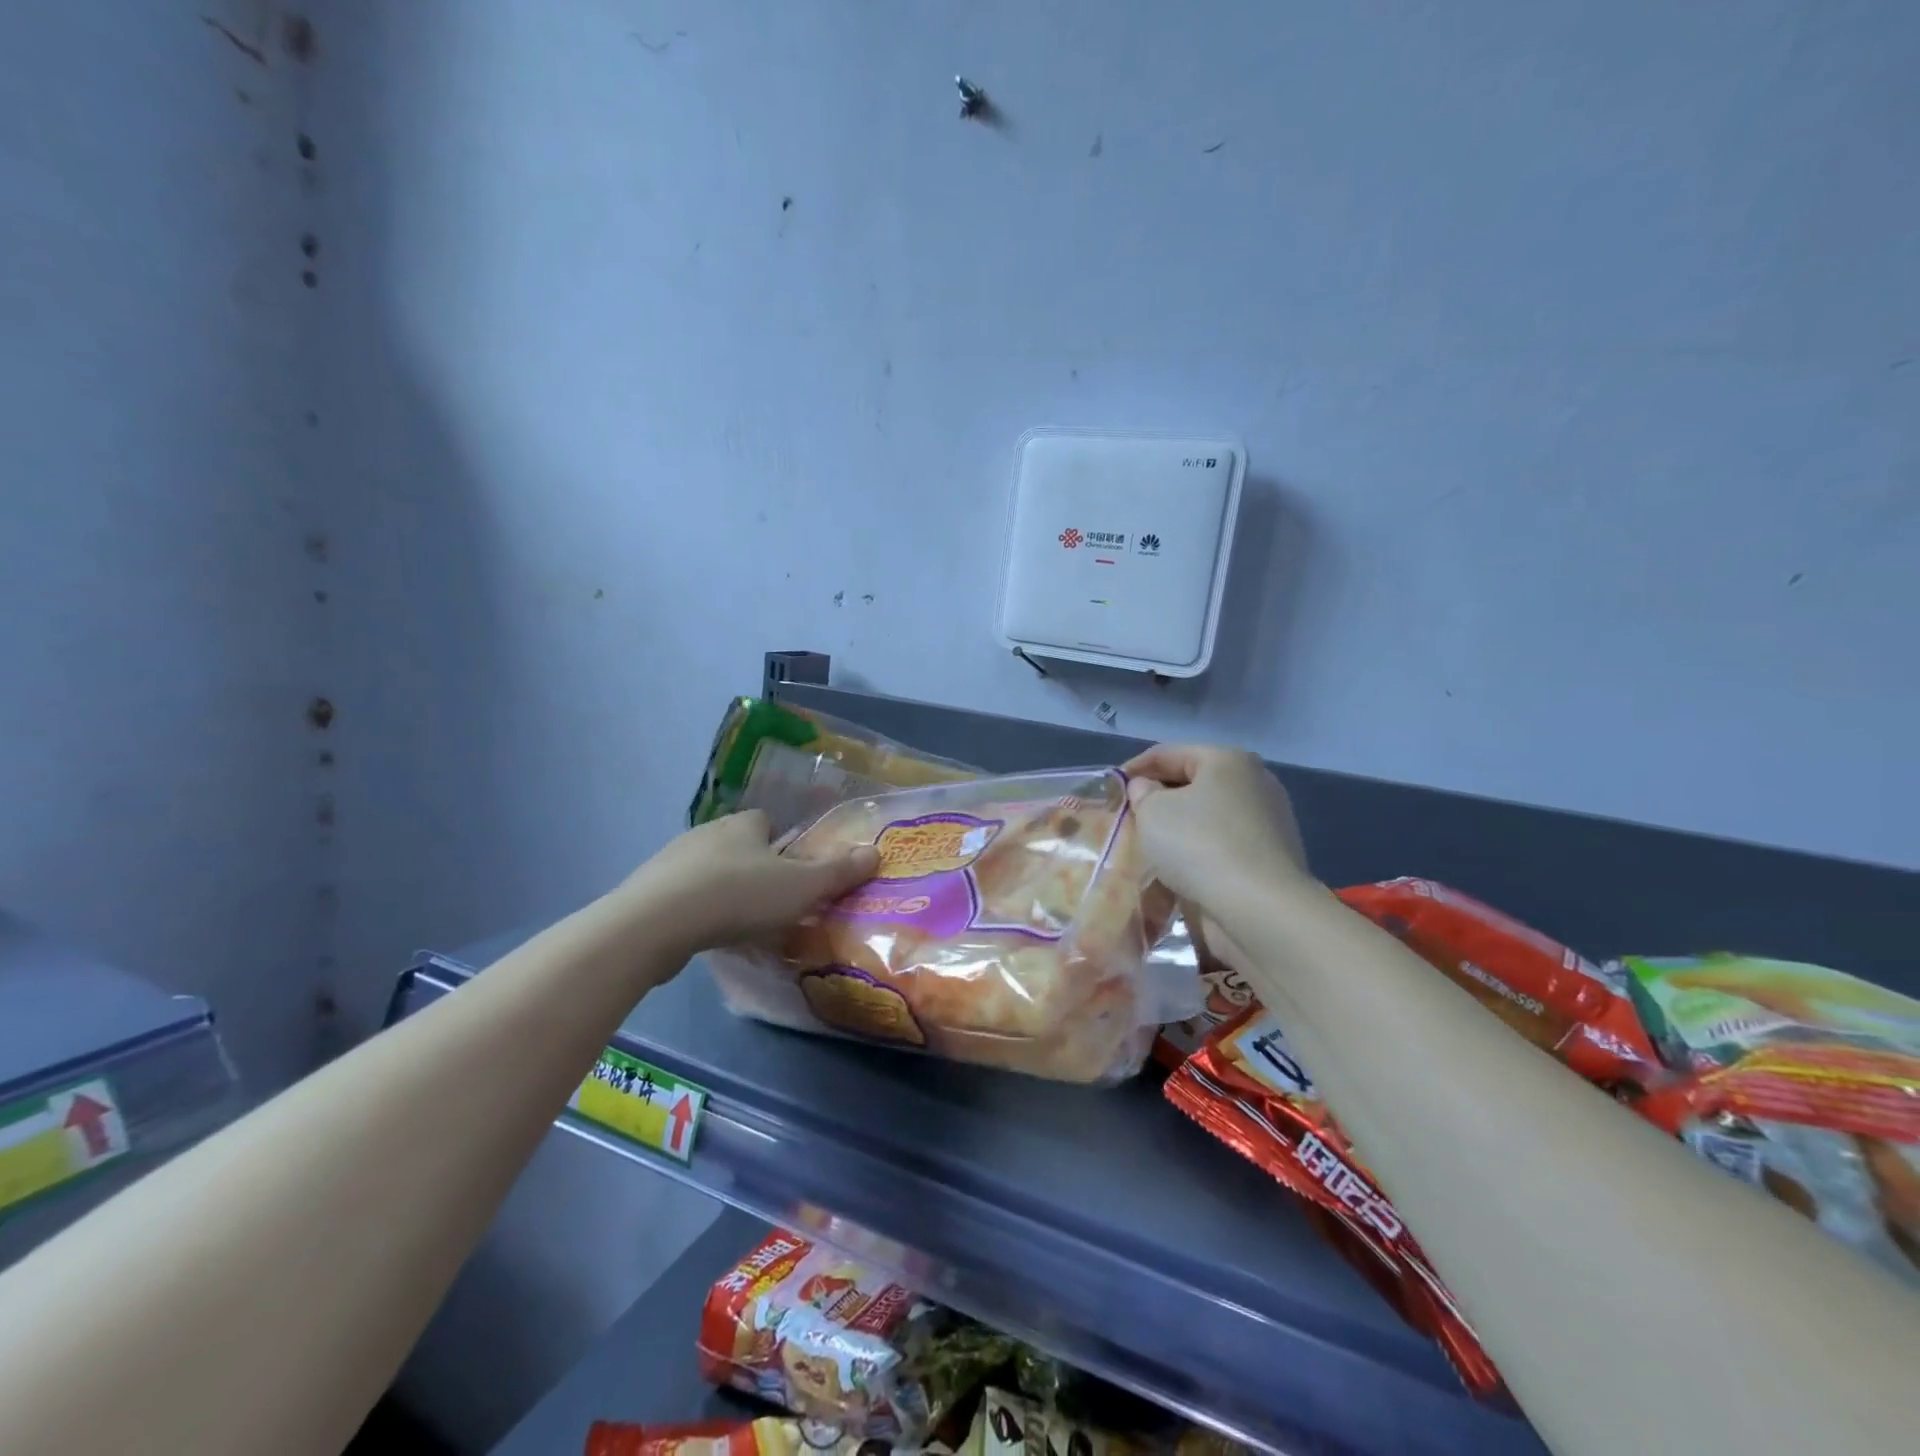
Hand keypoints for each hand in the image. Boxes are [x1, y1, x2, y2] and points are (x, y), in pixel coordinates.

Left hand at [620, 811, 877, 954]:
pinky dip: (695, 909)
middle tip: (771, 900)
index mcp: (744, 823)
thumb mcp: (801, 887)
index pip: (767, 822)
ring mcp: (672, 859)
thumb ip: (838, 872)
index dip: (782, 844)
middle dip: (753, 867)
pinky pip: (681, 894)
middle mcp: (707, 832)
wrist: (656, 923)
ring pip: (708, 869)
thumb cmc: (739, 896)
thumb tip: (875, 852)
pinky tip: (703, 933)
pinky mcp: (648, 889)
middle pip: (738, 845)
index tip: (791, 872)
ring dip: (722, 888)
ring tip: (738, 922)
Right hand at [1123, 745, 1310, 907]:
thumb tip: (1147, 790)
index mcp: (1228, 760)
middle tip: (1128, 818)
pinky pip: (1222, 845)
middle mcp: (1254, 782)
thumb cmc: (1199, 845)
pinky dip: (1198, 852)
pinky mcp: (1269, 857)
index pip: (1168, 754)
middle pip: (1192, 784)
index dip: (1134, 768)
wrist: (1259, 909)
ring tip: (1148, 847)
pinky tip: (1177, 869)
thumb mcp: (1153, 812)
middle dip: (1158, 799)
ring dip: (1178, 828)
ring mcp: (1267, 821)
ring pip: (1207, 817)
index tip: (1109, 790)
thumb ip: (1142, 793)